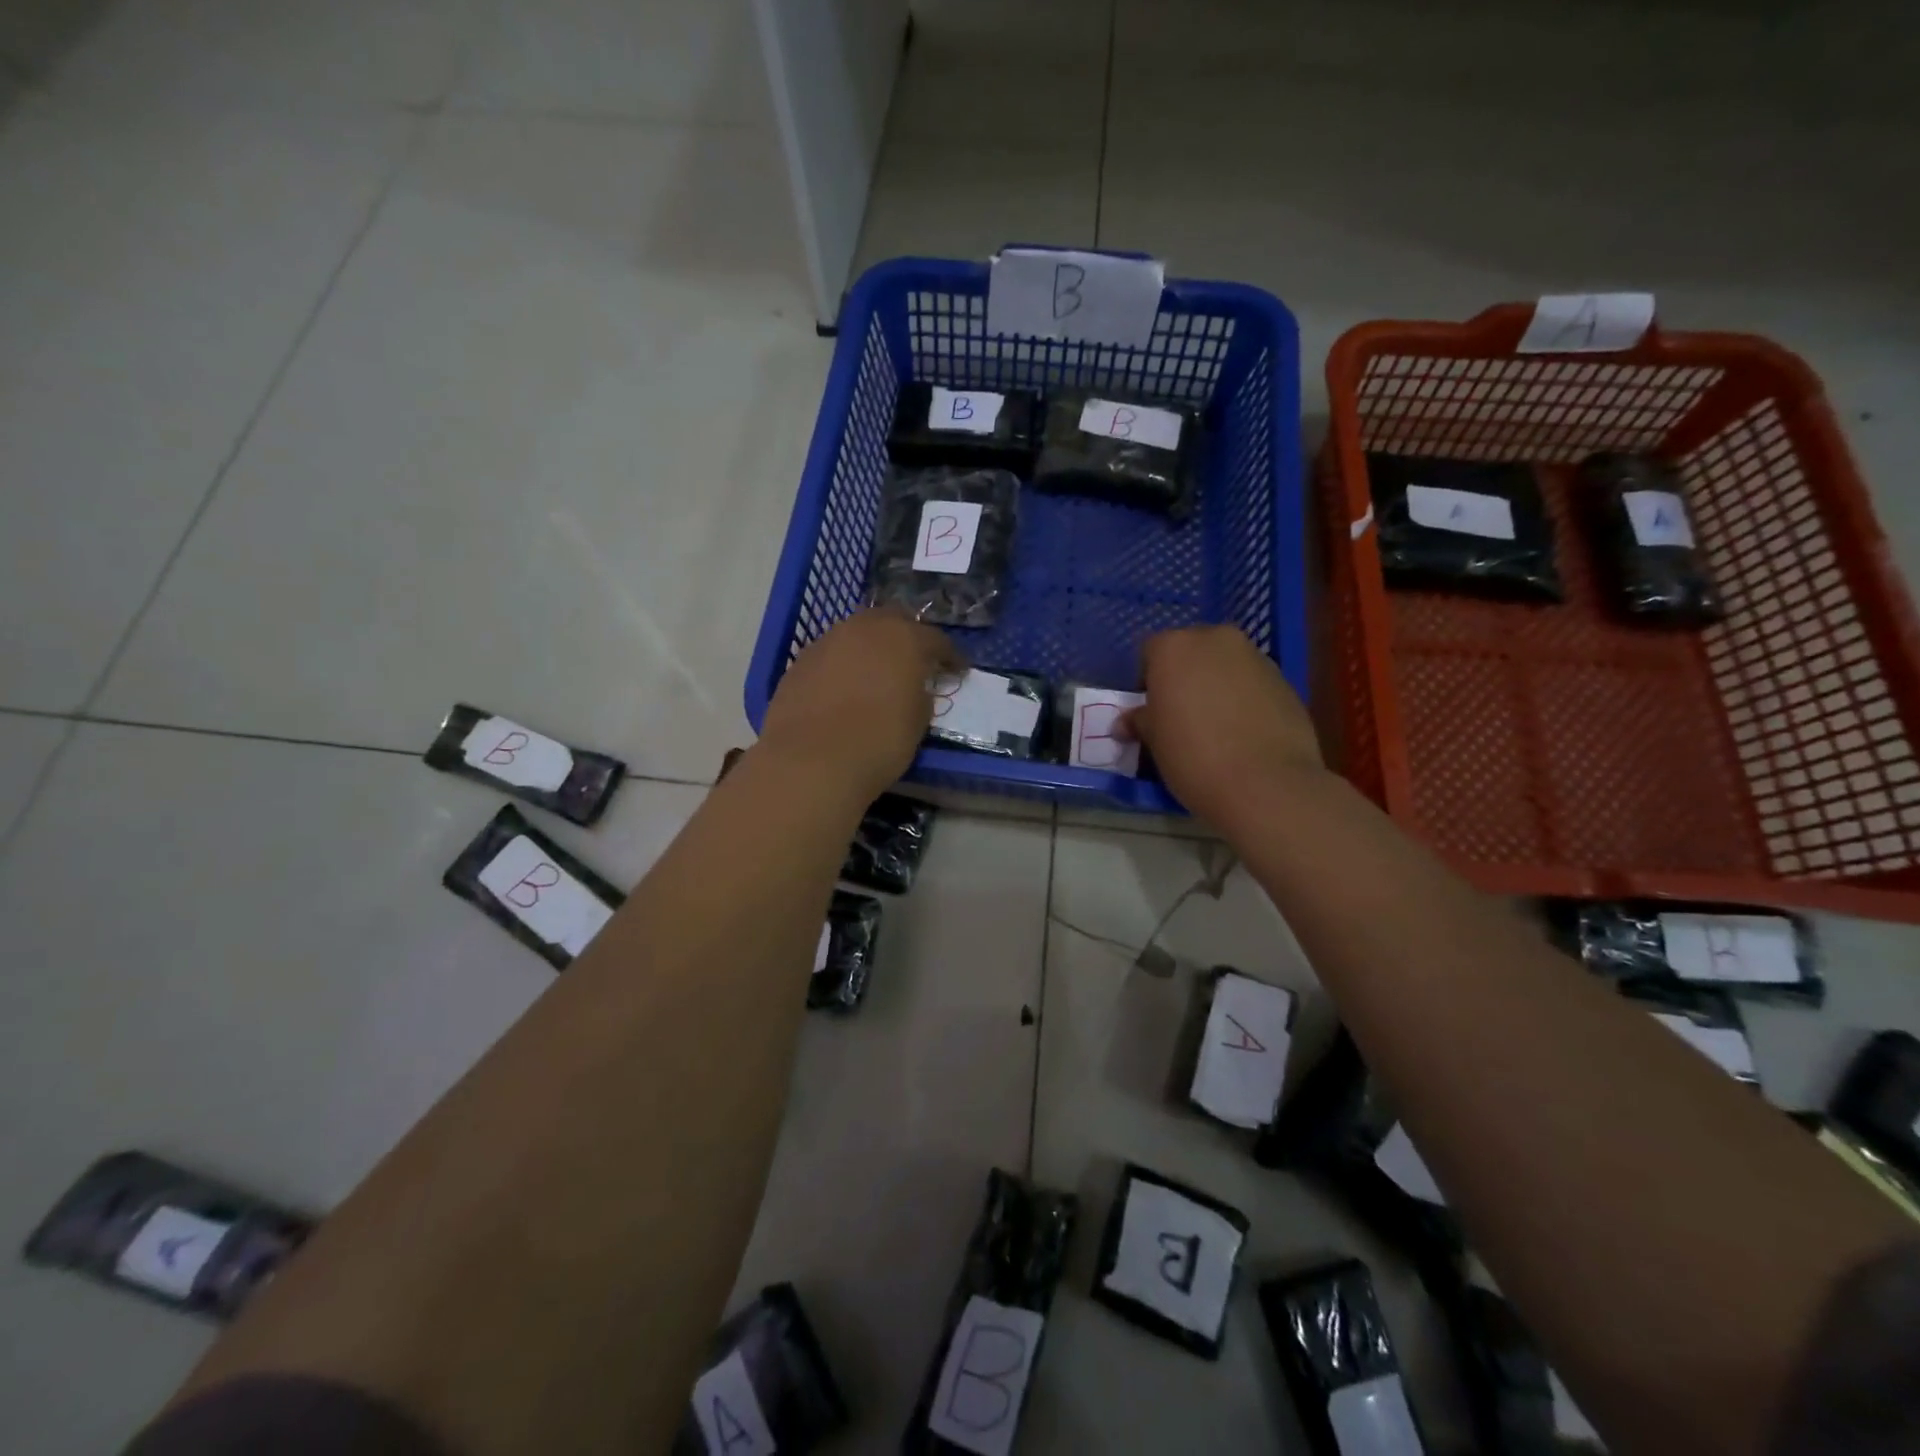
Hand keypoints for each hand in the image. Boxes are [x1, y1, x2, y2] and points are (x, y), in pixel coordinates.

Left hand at [760, 610, 962, 798]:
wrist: (811, 762)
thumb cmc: (879, 742)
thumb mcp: (918, 721)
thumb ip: (920, 695)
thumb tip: (914, 689)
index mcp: (903, 639)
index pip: (935, 639)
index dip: (950, 656)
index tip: (958, 670)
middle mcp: (864, 629)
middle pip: (892, 621)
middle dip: (907, 636)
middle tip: (915, 661)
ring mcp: (826, 642)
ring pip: (856, 634)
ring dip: (870, 648)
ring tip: (877, 672)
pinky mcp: (799, 663)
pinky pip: (831, 656)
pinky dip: (843, 666)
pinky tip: (844, 688)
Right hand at [1122, 625, 1323, 823]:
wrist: (1266, 784)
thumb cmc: (1193, 755)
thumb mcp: (1153, 741)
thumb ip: (1139, 721)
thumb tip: (1125, 723)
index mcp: (1174, 647)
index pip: (1151, 652)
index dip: (1147, 681)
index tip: (1151, 710)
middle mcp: (1216, 640)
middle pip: (1191, 651)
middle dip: (1184, 676)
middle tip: (1180, 714)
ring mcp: (1256, 657)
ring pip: (1225, 665)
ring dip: (1216, 685)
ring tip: (1215, 726)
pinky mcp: (1285, 680)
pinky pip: (1252, 683)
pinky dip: (1244, 699)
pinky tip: (1242, 733)